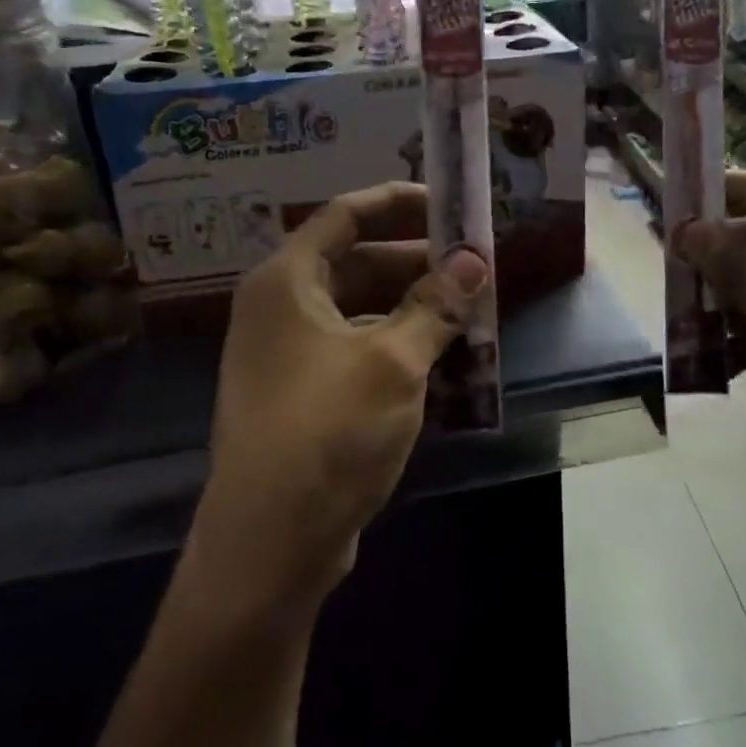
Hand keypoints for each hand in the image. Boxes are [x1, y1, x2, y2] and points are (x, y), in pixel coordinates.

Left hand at [198, 183, 488, 612]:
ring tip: (468, 311)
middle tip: (473, 266)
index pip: (345, 216)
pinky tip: (442, 358)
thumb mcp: (393, 362)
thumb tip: (474, 260)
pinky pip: (355, 349)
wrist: (270, 543)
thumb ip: (436, 306)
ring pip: (359, 310)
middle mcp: (280, 308)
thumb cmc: (328, 433)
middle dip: (416, 262)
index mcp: (286, 282)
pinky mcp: (302, 395)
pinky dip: (396, 344)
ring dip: (412, 308)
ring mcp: (287, 354)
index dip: (397, 203)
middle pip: (354, 263)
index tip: (448, 204)